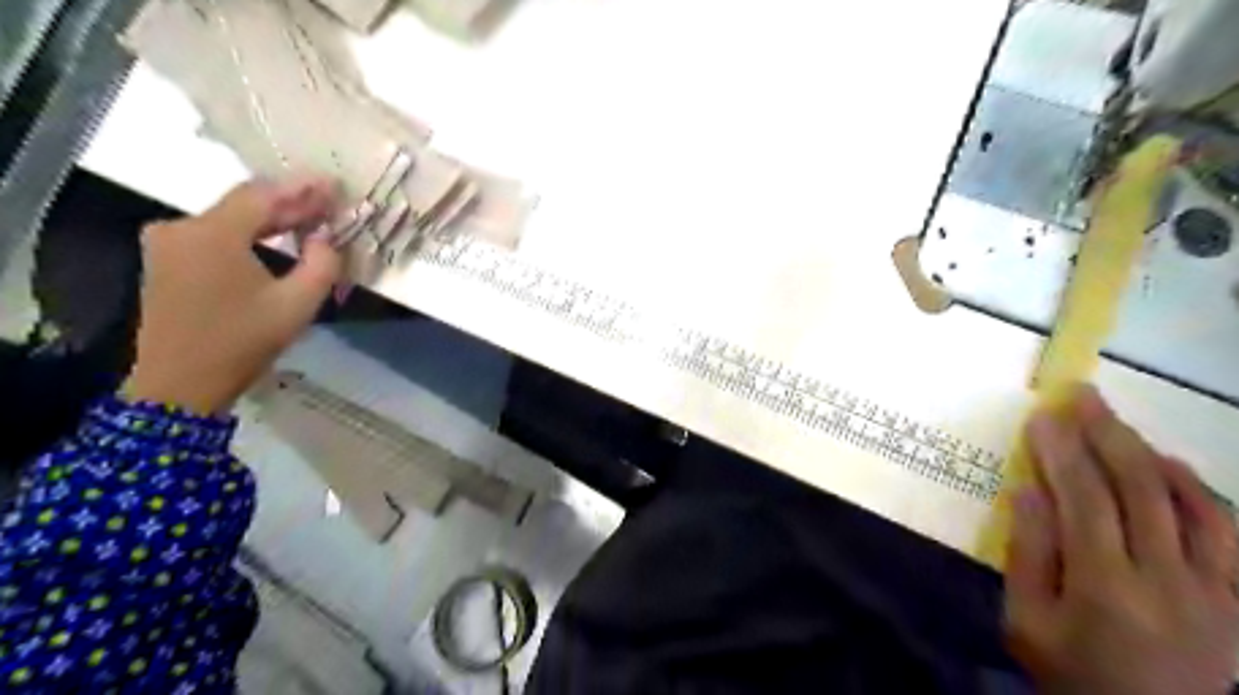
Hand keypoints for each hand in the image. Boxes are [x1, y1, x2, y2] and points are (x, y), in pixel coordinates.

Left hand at [122, 179, 338, 416]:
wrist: (181, 384)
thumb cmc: (243, 342)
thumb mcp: (297, 305)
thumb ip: (322, 264)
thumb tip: (326, 238)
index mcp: (212, 234)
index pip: (262, 195)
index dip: (301, 187)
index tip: (333, 184)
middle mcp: (182, 227)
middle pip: (243, 204)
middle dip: (289, 204)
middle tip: (329, 205)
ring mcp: (168, 243)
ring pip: (229, 219)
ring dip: (270, 220)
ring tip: (310, 222)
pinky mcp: (166, 260)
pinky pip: (215, 235)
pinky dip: (248, 235)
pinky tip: (275, 241)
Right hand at [1005, 387, 1238, 693]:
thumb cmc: (1073, 674)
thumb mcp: (1027, 622)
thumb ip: (1027, 554)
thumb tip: (1028, 490)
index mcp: (1105, 587)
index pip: (1084, 499)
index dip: (1062, 452)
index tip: (1043, 416)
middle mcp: (1169, 580)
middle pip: (1139, 489)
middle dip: (1107, 435)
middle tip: (1083, 396)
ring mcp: (1217, 590)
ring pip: (1191, 503)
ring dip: (1150, 454)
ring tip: (1118, 424)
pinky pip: (1229, 533)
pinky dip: (1200, 491)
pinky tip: (1173, 468)